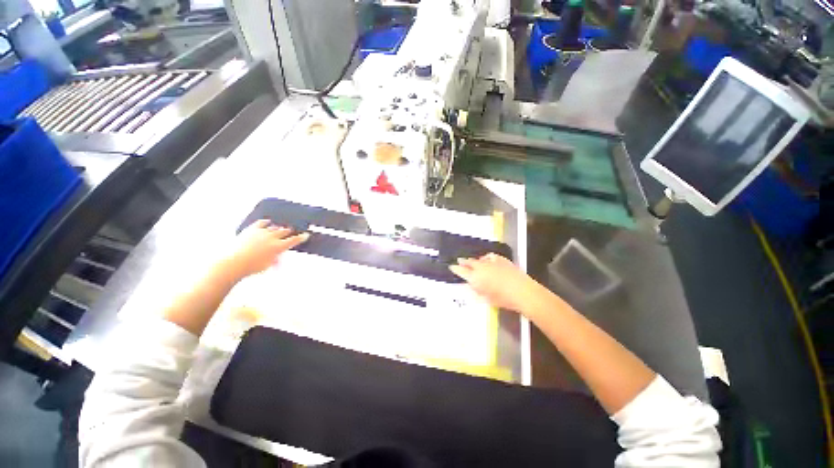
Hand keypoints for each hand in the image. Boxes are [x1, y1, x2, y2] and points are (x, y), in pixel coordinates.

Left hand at [221, 219, 308, 280]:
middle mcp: (272, 237)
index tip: (306, 235)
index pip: (294, 240)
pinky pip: (261, 223)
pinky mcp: (251, 229)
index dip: (301, 237)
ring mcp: (261, 232)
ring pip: (274, 227)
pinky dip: (266, 222)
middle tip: (291, 231)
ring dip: (278, 228)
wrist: (233, 262)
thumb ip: (275, 259)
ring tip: (280, 228)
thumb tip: (277, 258)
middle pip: (284, 231)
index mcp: (278, 247)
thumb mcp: (267, 265)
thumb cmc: (251, 267)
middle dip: (289, 231)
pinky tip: (268, 222)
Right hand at [449, 253, 544, 312]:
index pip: (461, 271)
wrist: (522, 291)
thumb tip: (472, 286)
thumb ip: (477, 291)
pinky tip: (487, 259)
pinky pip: (490, 256)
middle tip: (459, 261)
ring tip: (473, 262)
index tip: (451, 266)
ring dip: (474, 260)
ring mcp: (491, 262)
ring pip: (479, 259)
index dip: (455, 269)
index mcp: (475, 278)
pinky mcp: (501, 259)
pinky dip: (486, 258)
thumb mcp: (486, 299)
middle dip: (463, 262)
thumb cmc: (503, 299)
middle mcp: (480, 267)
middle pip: (468, 262)